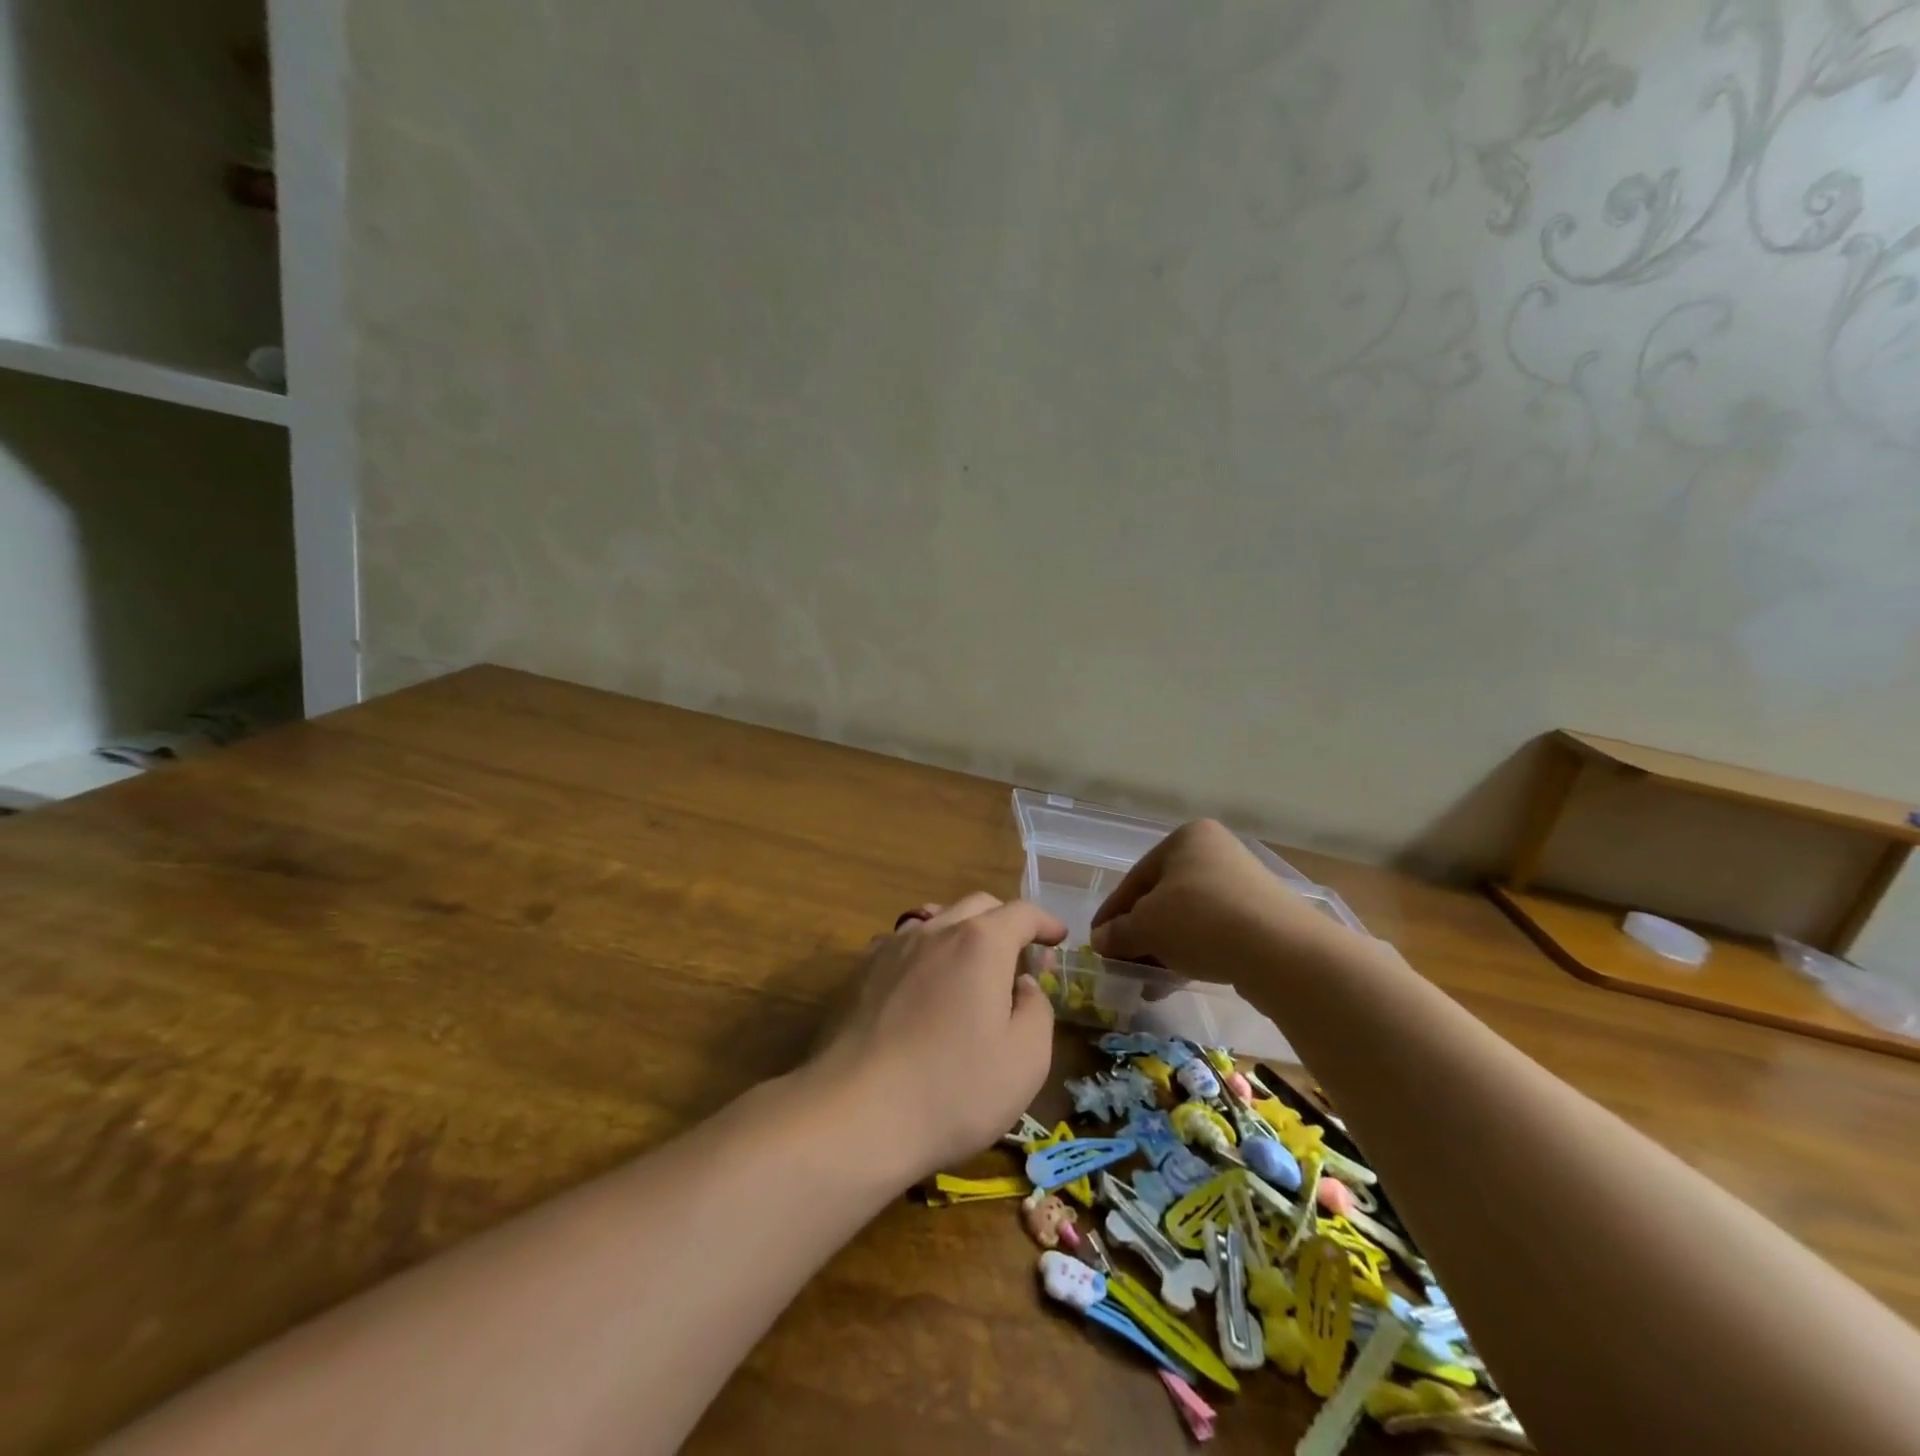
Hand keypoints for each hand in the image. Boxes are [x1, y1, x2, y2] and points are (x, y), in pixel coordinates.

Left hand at [808, 894, 1065, 1181]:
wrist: (856, 1114)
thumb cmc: (953, 1090)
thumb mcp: (1025, 1060)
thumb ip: (1036, 1010)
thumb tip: (1022, 984)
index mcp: (980, 943)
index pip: (1021, 913)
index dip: (1045, 922)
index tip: (1058, 938)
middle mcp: (935, 931)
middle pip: (977, 906)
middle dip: (1005, 921)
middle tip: (1020, 955)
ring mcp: (892, 948)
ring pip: (935, 918)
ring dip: (962, 931)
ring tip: (971, 963)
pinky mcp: (861, 972)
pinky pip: (902, 943)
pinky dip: (925, 950)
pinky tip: (923, 981)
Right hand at [1090, 820, 1332, 980]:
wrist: (1281, 951)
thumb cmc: (1201, 920)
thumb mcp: (1146, 926)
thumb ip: (1118, 932)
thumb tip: (1100, 940)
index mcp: (1186, 839)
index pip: (1136, 878)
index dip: (1112, 912)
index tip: (1097, 941)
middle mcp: (1215, 854)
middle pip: (1162, 897)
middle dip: (1139, 932)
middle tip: (1121, 961)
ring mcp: (1242, 886)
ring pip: (1187, 918)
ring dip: (1163, 947)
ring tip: (1145, 979)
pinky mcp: (1261, 918)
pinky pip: (1213, 933)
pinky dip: (1191, 953)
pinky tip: (1174, 981)